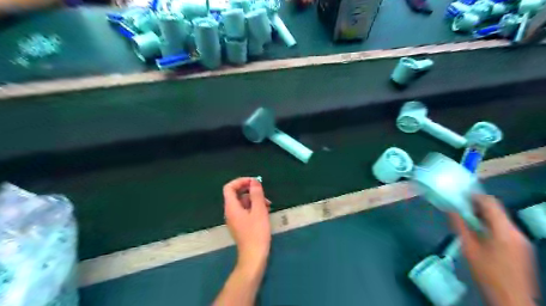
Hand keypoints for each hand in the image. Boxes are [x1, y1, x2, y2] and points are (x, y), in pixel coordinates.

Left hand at [223, 177, 270, 272]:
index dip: (240, 181)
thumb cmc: (256, 232)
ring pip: (243, 202)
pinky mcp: (241, 225)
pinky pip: (245, 211)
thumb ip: (256, 194)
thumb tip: (254, 181)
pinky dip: (254, 207)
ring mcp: (235, 219)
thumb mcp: (259, 210)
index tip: (254, 182)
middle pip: (236, 194)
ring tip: (268, 204)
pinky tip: (265, 211)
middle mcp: (230, 212)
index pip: (229, 187)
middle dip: (250, 191)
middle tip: (263, 192)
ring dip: (254, 199)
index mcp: (231, 207)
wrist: (254, 256)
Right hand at [451, 195, 536, 305]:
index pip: (491, 203)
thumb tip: (451, 209)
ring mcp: (521, 240)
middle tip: (459, 206)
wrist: (512, 299)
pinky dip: (490, 224)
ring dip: (483, 215)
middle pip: (497, 210)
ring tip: (465, 218)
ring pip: (500, 219)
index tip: (459, 195)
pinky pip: (504, 228)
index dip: (475, 196)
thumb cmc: (487, 273)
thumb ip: (460, 226)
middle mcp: (516, 231)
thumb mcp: (469, 248)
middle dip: (477, 205)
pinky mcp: (521, 247)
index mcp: (504, 230)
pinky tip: (478, 231)